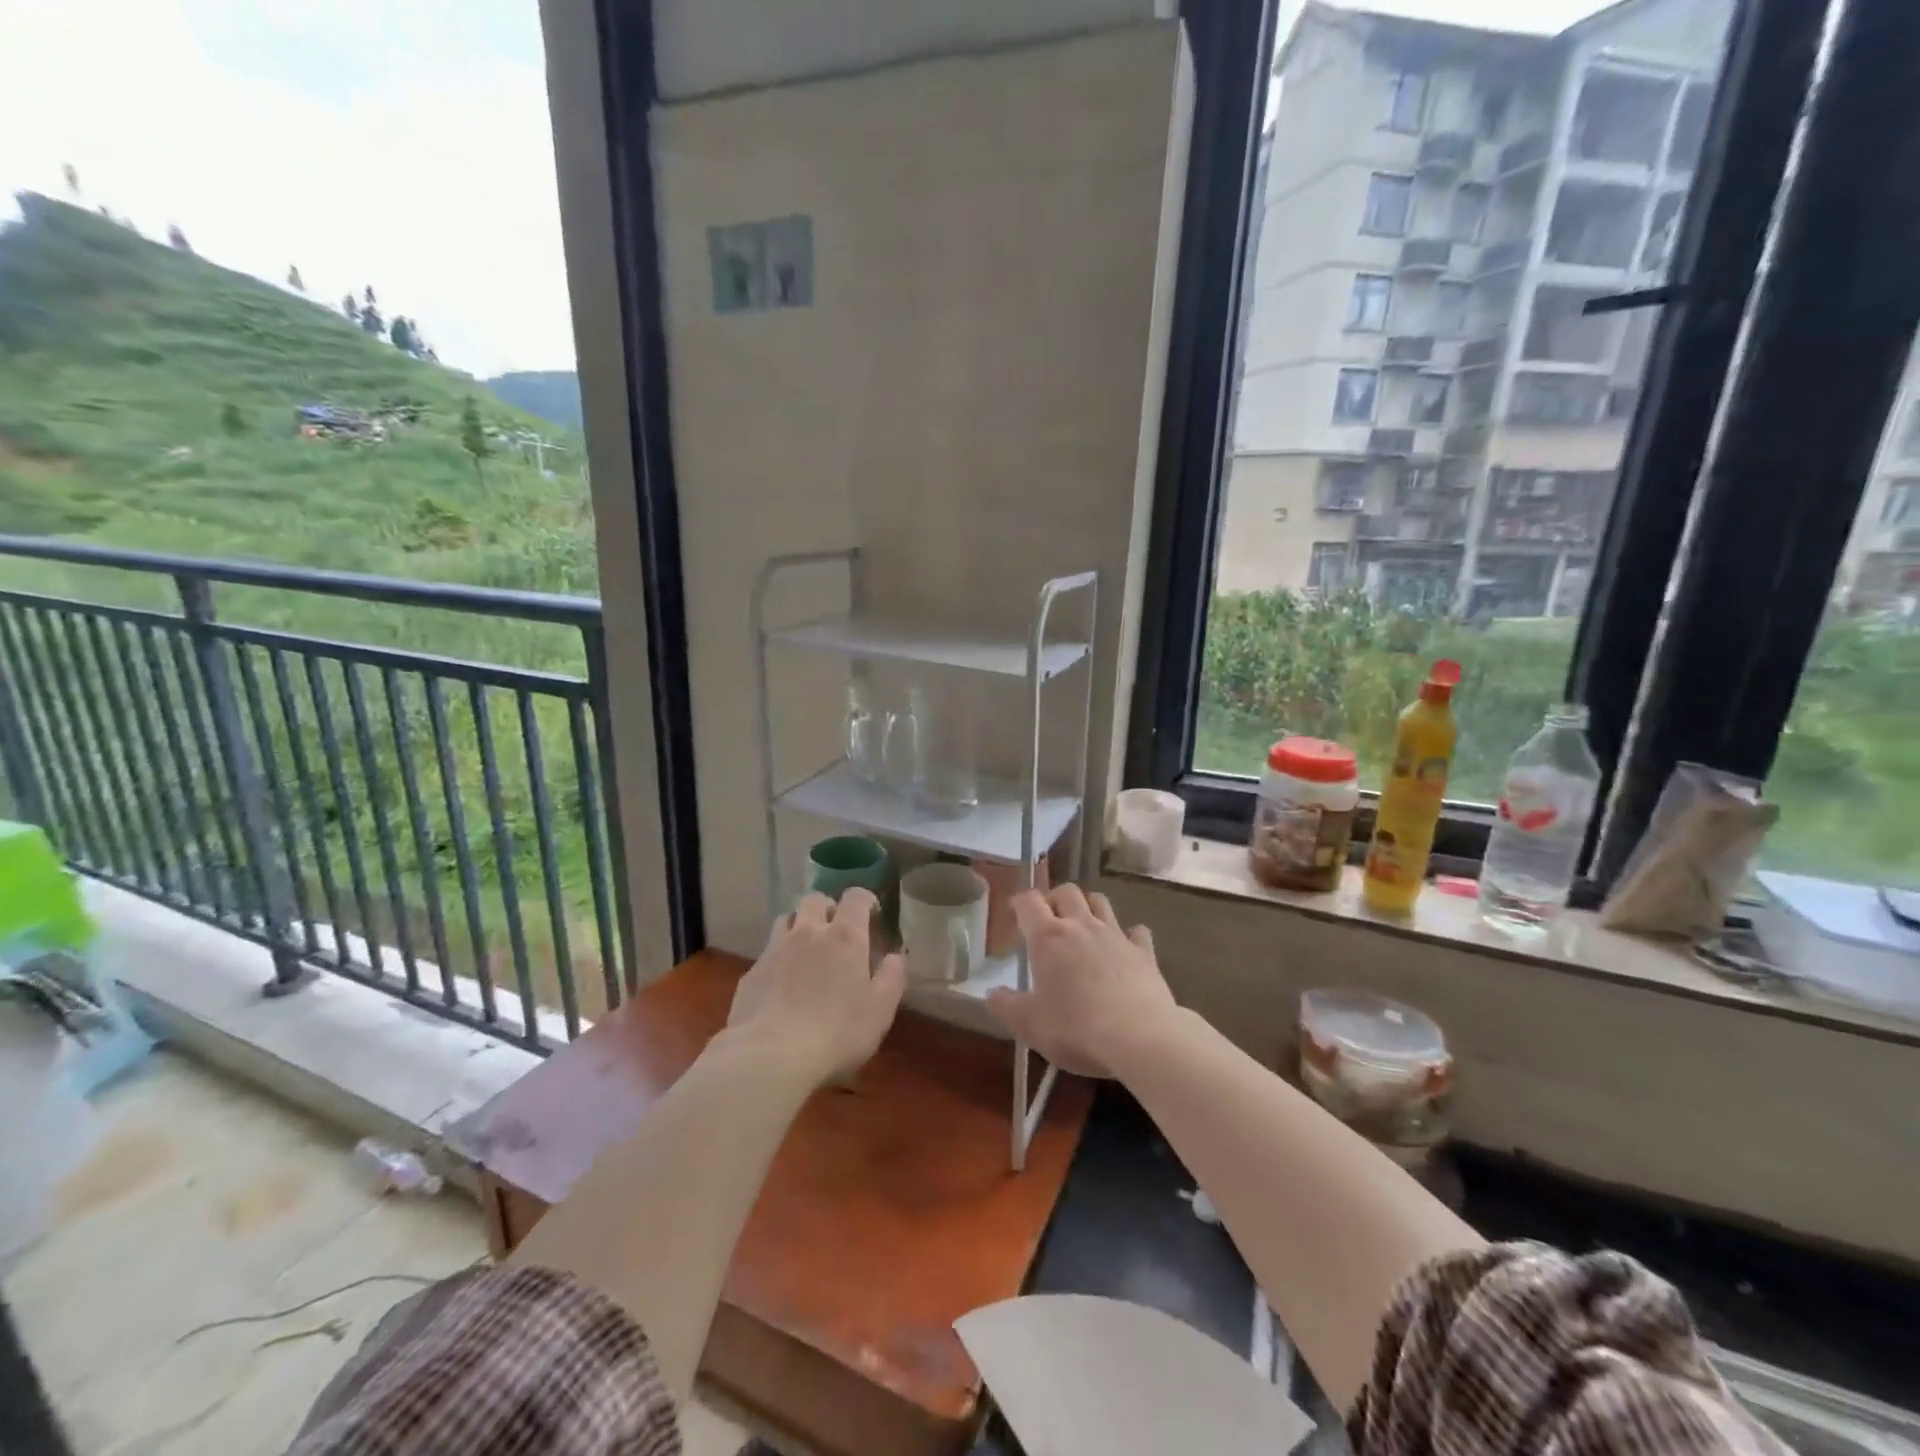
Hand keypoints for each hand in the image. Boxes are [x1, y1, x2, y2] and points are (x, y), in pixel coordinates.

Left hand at [728, 888, 905, 1086]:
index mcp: (845, 937)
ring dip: (800, 925)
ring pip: (787, 918)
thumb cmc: (837, 1032)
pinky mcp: (752, 972)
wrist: (771, 1055)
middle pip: (815, 899)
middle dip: (828, 907)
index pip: (855, 897)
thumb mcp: (880, 1010)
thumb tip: (895, 956)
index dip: (865, 900)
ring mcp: (776, 949)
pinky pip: (768, 951)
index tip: (871, 914)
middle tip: (836, 929)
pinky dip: (779, 956)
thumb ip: (892, 977)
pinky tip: (782, 982)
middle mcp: (809, 932)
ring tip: (807, 948)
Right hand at [986, 885, 1177, 1078]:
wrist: (1141, 1039)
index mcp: (1048, 938)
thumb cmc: (1076, 1029)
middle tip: (1048, 921)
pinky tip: (1125, 947)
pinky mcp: (1145, 952)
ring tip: (1082, 925)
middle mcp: (1082, 926)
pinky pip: (1137, 932)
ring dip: (1088, 906)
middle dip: (1054, 899)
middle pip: (1067, 891)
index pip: (1029, 901)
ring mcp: (1116, 936)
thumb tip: (992, 993)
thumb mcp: (1029, 1025)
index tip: (1015, 915)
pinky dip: (1129, 934)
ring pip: (1100, 901)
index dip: (1019, 903)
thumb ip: (1005, 1006)